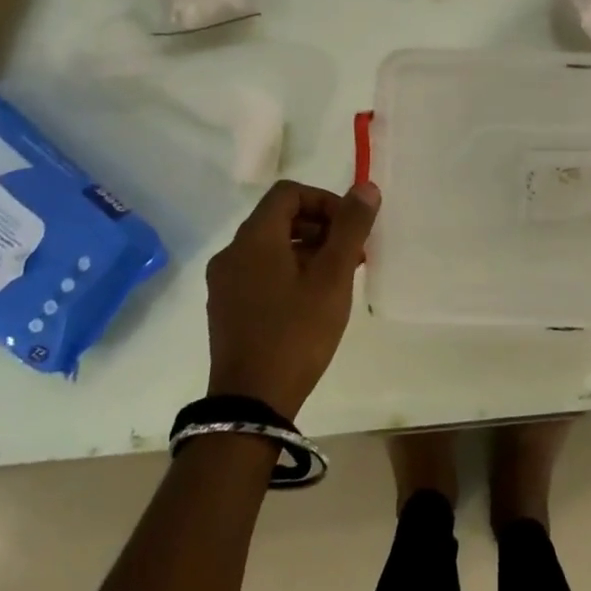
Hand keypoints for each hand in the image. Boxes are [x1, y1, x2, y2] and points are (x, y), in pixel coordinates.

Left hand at [204, 180, 379, 419]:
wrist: (251, 403)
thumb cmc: (297, 332)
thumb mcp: (333, 277)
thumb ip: (350, 227)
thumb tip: (366, 187)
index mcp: (254, 238)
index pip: (289, 193)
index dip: (324, 201)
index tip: (350, 229)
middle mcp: (232, 252)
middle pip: (279, 217)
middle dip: (320, 227)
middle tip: (351, 255)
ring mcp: (224, 282)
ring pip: (271, 246)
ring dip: (307, 249)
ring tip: (337, 279)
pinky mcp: (226, 307)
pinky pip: (260, 270)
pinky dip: (288, 270)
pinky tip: (311, 300)